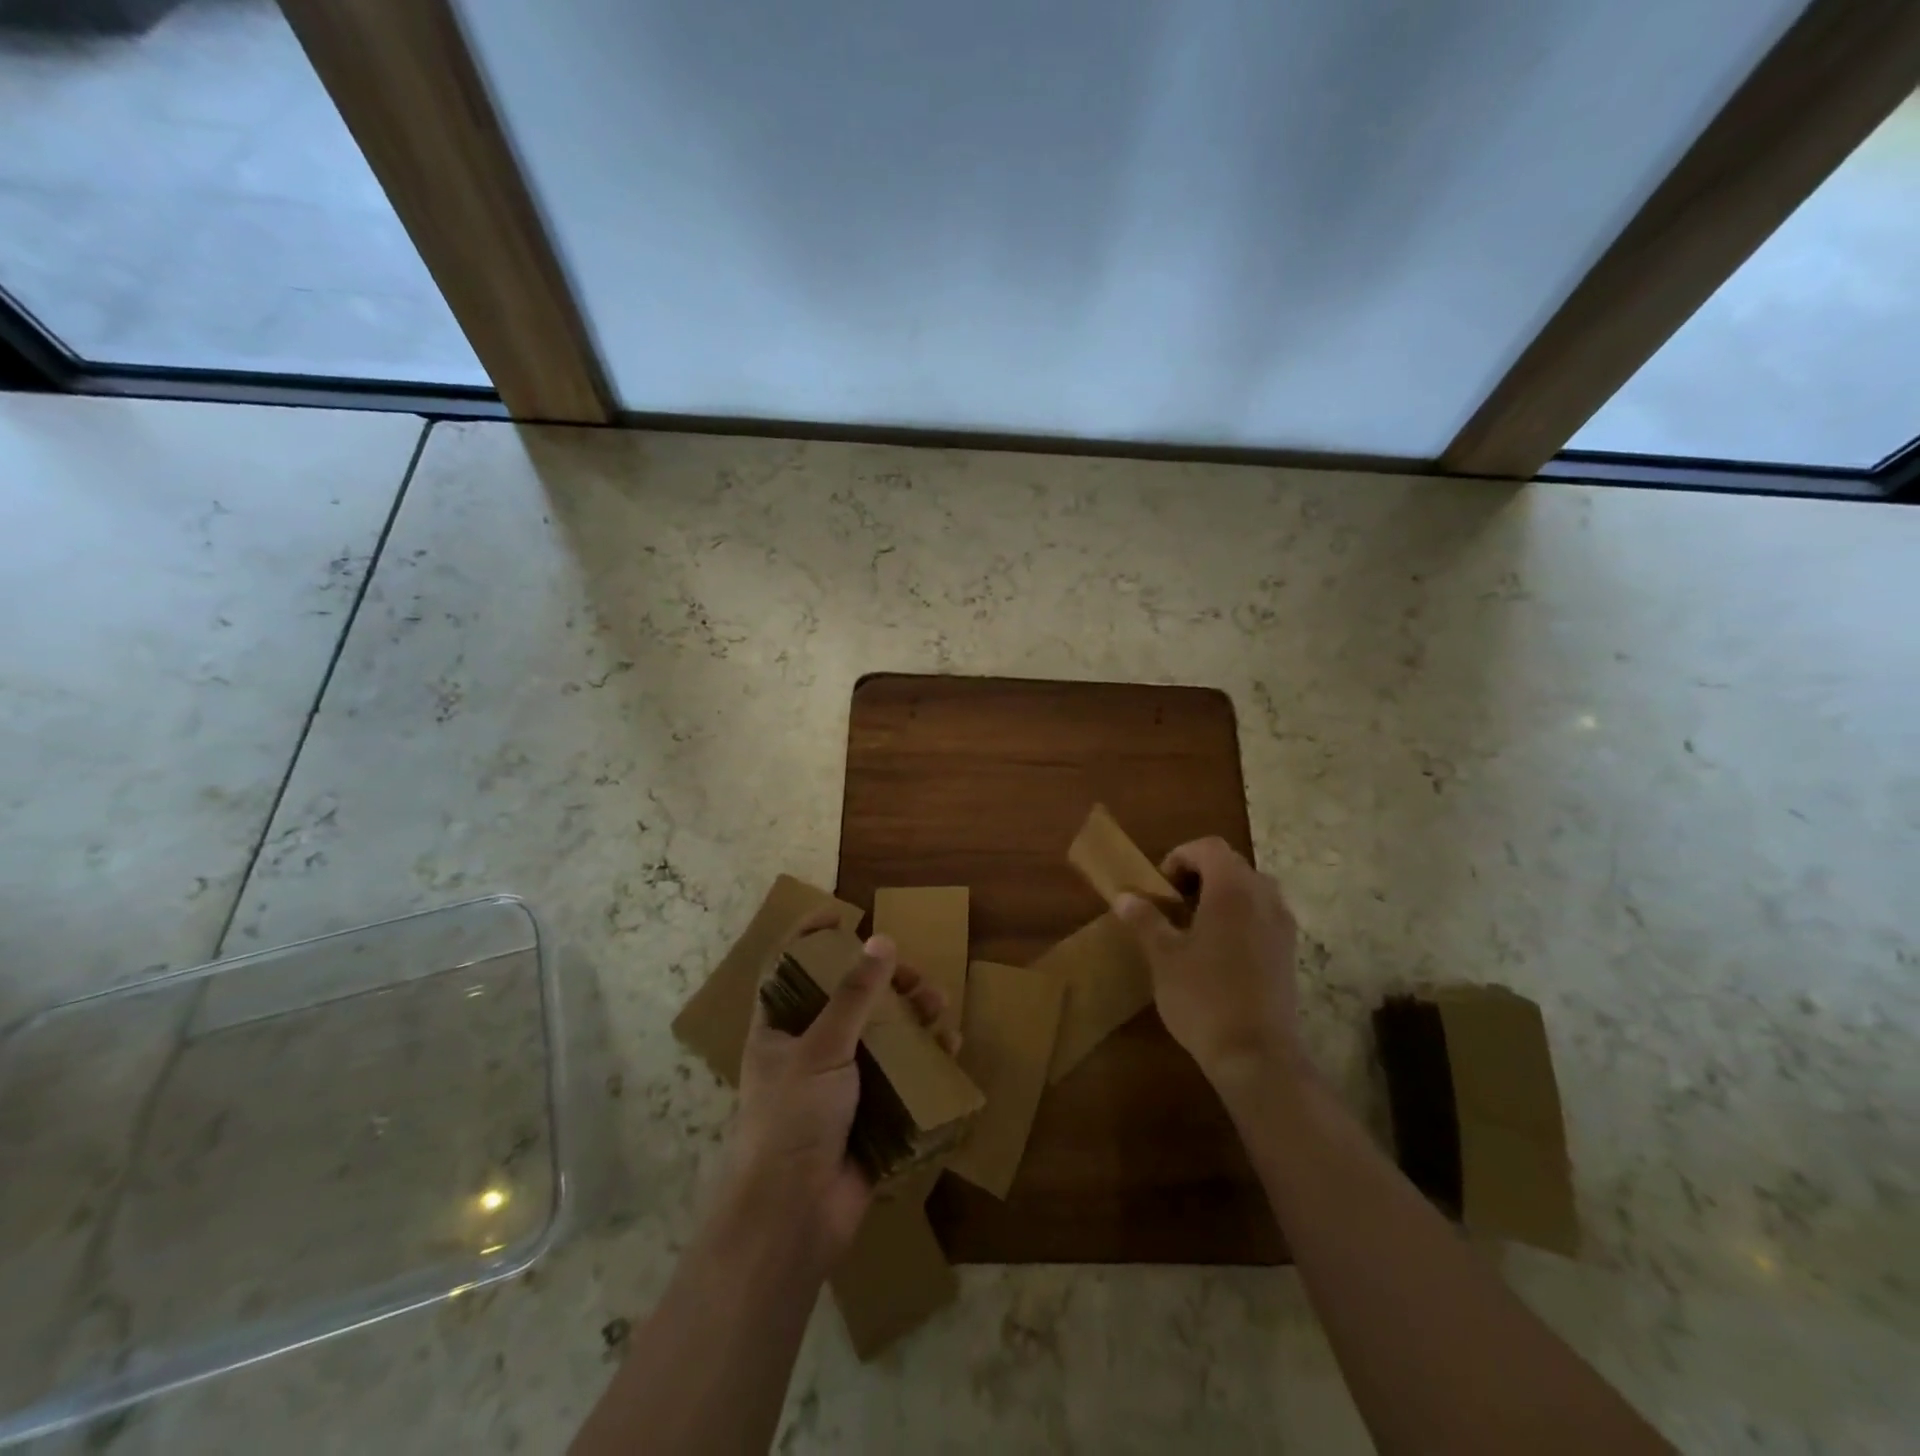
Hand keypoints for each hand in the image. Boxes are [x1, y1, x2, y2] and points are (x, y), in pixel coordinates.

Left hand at [725, 916, 952, 1264]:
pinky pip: (901, 1074)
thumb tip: (881, 941)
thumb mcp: (820, 1048)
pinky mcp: (870, 1112)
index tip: (843, 915)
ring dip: (911, 1016)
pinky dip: (924, 1057)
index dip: (810, 938)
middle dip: (884, 982)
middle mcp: (808, 1050)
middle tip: (915, 977)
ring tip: (938, 1007)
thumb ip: (854, 995)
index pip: (788, 969)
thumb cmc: (792, 1120)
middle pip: (848, 1000)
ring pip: (880, 1035)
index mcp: (779, 1030)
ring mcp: (840, 1083)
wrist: (794, 1218)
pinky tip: (947, 1046)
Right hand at [1112, 838, 1301, 1090]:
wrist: (1256, 1055)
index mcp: (1232, 890)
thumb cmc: (1203, 997)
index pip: (1208, 848)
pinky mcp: (1289, 952)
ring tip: (1195, 925)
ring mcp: (1282, 926)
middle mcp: (1264, 898)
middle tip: (1173, 903)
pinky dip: (1240, 916)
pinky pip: (1263, 915)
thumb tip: (1124, 896)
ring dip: (1222, 895)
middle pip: (1232, 865)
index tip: (1160, 887)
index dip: (1180, 857)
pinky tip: (1219, 951)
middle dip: (1200, 875)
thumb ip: (1145, 920)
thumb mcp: (1163, 957)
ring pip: (1251, 889)